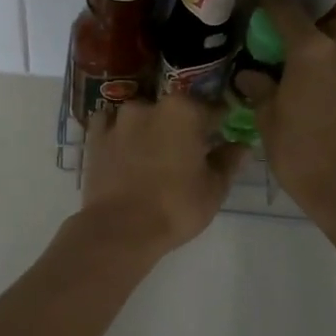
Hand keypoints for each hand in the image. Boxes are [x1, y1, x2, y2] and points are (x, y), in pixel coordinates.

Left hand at [78, 95, 243, 258]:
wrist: (119, 230)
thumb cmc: (175, 207)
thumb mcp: (214, 188)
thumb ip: (229, 161)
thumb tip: (241, 145)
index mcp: (184, 110)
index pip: (213, 108)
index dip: (220, 123)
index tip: (223, 136)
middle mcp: (150, 105)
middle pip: (175, 111)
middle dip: (183, 126)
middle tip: (188, 153)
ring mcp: (118, 119)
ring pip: (142, 116)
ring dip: (150, 128)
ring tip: (153, 155)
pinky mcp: (94, 137)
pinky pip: (111, 126)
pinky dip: (120, 134)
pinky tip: (124, 150)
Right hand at [251, 0, 335, 221]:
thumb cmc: (304, 156)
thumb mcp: (270, 123)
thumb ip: (261, 91)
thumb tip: (250, 75)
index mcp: (312, 51)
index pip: (288, 12)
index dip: (271, 2)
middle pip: (335, 20)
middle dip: (319, 23)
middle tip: (301, 40)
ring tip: (323, 68)